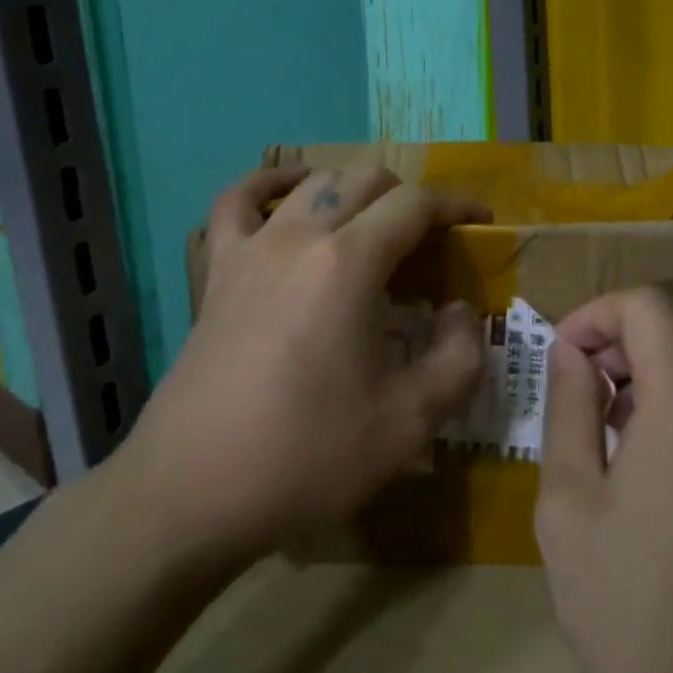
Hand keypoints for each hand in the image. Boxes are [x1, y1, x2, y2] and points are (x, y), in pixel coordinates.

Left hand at [124, 164, 490, 571]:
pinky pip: (237, 202)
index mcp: (349, 263)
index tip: (480, 224)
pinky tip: (288, 193)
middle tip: (430, 243)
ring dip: (353, 191)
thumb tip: (461, 312)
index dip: (455, 206)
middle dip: (409, 198)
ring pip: (312, 183)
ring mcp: (251, 248)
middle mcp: (299, 235)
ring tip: (373, 227)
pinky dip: (268, 184)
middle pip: (365, 180)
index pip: (414, 204)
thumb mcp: (410, 422)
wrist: (192, 492)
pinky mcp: (217, 271)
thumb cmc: (306, 456)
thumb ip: (459, 358)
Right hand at [535, 289, 672, 672]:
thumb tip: (570, 351)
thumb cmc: (632, 612)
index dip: (598, 313)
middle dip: (638, 322)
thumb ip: (568, 406)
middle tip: (599, 373)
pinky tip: (670, 453)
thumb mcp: (568, 504)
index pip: (649, 304)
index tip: (567, 355)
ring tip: (628, 413)